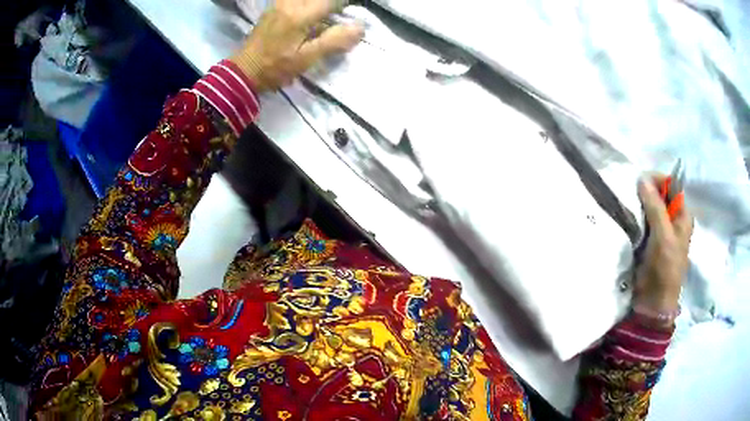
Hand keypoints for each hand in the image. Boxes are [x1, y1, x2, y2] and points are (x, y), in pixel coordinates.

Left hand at [230, 0, 363, 91]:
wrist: (244, 70)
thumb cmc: (276, 68)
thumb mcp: (306, 59)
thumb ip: (334, 41)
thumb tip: (360, 26)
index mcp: (300, 15)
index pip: (333, 1)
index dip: (346, 4)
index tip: (352, 15)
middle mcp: (290, 2)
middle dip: (332, 4)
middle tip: (339, 14)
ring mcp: (280, 2)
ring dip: (320, 3)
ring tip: (327, 13)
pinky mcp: (275, 5)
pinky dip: (308, 3)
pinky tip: (311, 11)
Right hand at [632, 175, 692, 322]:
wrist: (653, 303)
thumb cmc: (664, 269)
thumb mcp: (663, 236)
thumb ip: (655, 207)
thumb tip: (642, 178)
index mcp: (683, 215)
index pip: (672, 185)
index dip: (657, 180)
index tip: (640, 183)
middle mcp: (673, 219)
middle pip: (660, 194)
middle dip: (646, 192)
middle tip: (631, 196)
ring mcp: (662, 230)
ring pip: (650, 207)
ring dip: (639, 205)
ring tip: (627, 206)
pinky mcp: (650, 240)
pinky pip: (643, 221)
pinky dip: (636, 217)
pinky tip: (627, 218)